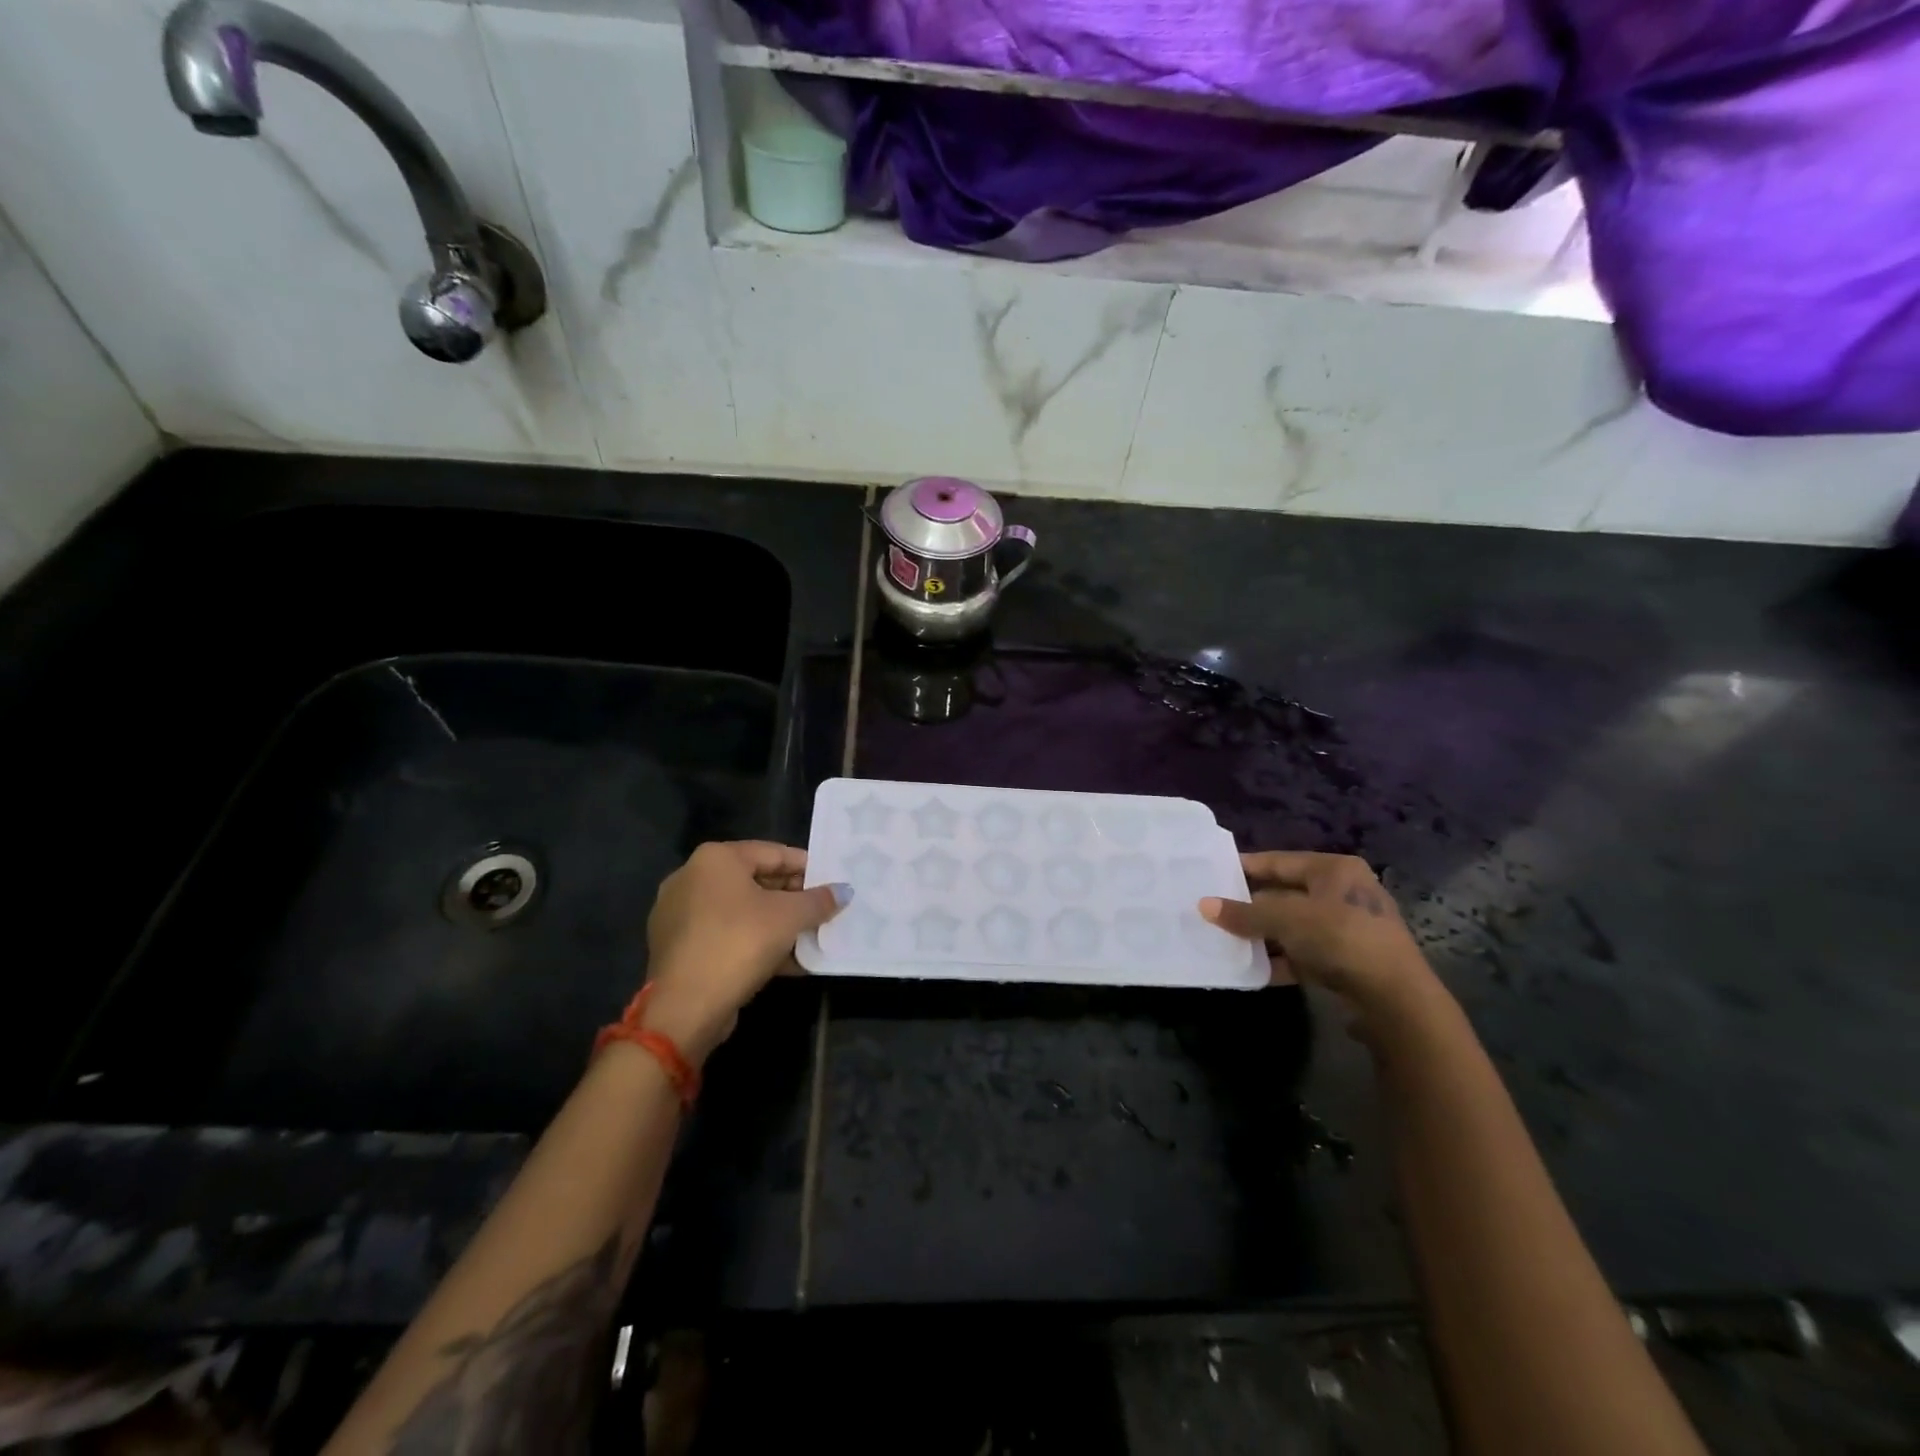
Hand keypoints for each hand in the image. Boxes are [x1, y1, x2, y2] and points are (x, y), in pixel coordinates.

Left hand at [641, 841, 848, 1065]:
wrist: (684, 1007)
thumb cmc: (739, 943)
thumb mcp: (789, 918)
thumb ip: (819, 900)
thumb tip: (844, 891)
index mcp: (715, 858)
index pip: (773, 853)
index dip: (807, 868)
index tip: (832, 884)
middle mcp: (692, 877)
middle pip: (756, 880)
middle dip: (793, 898)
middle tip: (823, 912)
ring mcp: (680, 914)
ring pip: (742, 911)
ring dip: (777, 924)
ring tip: (810, 938)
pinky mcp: (679, 947)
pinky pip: (726, 935)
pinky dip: (755, 942)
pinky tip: (787, 962)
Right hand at [1201, 851, 1438, 1026]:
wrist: (1395, 999)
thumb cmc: (1340, 938)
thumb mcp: (1287, 920)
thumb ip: (1245, 913)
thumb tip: (1204, 906)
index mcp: (1334, 870)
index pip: (1280, 861)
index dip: (1245, 867)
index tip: (1213, 873)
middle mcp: (1342, 893)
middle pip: (1284, 894)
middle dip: (1250, 905)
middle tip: (1213, 909)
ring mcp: (1346, 929)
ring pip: (1292, 926)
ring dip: (1262, 935)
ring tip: (1225, 939)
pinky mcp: (1346, 961)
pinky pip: (1302, 953)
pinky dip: (1279, 959)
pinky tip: (1251, 968)